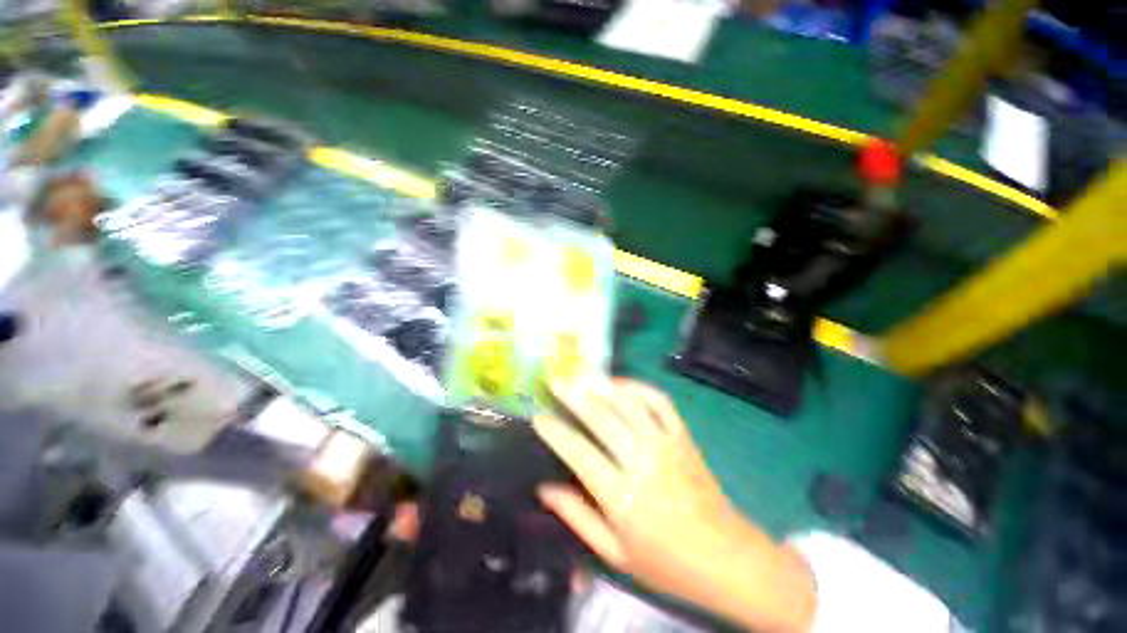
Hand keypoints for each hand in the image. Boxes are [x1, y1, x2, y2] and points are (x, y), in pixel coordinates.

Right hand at [534, 378, 815, 632]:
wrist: (727, 558)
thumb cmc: (667, 563)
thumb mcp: (615, 554)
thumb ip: (577, 517)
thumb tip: (544, 488)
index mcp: (623, 497)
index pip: (580, 453)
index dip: (556, 432)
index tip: (539, 417)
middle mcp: (643, 462)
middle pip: (602, 418)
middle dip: (574, 395)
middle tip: (555, 380)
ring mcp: (666, 444)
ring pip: (629, 403)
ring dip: (602, 386)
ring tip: (581, 375)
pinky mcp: (683, 436)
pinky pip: (659, 402)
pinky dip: (638, 387)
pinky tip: (620, 384)